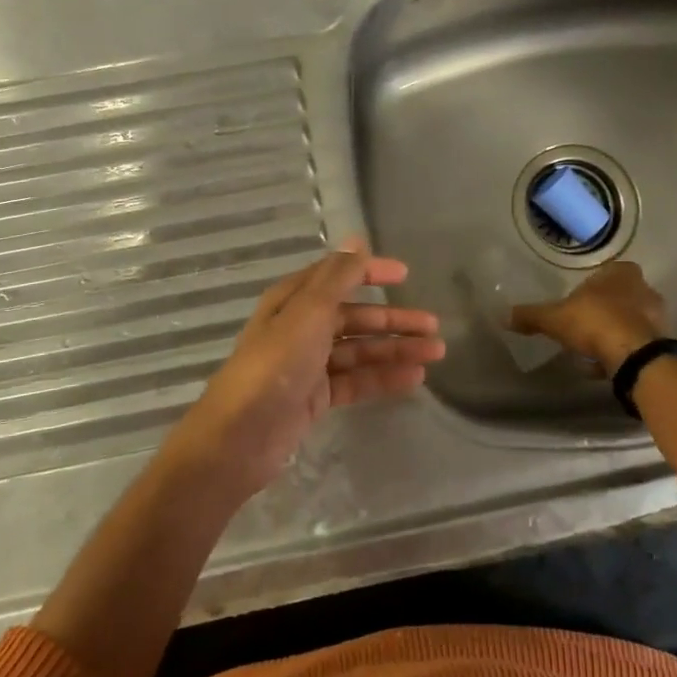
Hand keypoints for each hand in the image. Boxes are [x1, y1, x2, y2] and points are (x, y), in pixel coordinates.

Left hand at [160, 242, 443, 499]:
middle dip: (393, 320)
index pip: (337, 277)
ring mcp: (308, 365)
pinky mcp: (315, 398)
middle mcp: (301, 328)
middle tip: (434, 326)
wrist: (241, 435)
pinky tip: (414, 379)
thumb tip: (357, 241)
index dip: (370, 272)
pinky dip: (383, 378)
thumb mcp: (309, 312)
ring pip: (359, 351)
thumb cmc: (275, 364)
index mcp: (293, 301)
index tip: (406, 274)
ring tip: (435, 353)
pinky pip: (356, 381)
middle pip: (354, 318)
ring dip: (395, 350)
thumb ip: (337, 278)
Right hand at [509, 260, 665, 375]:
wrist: (633, 355)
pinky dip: (621, 352)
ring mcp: (657, 316)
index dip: (592, 286)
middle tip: (582, 325)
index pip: (607, 272)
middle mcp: (644, 288)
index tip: (577, 302)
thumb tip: (503, 316)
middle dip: (603, 310)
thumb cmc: (594, 322)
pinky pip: (635, 343)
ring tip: (590, 350)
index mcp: (621, 273)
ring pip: (629, 321)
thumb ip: (530, 316)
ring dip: (613, 332)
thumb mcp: (553, 318)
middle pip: (620, 297)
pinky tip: (603, 365)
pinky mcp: (661, 342)